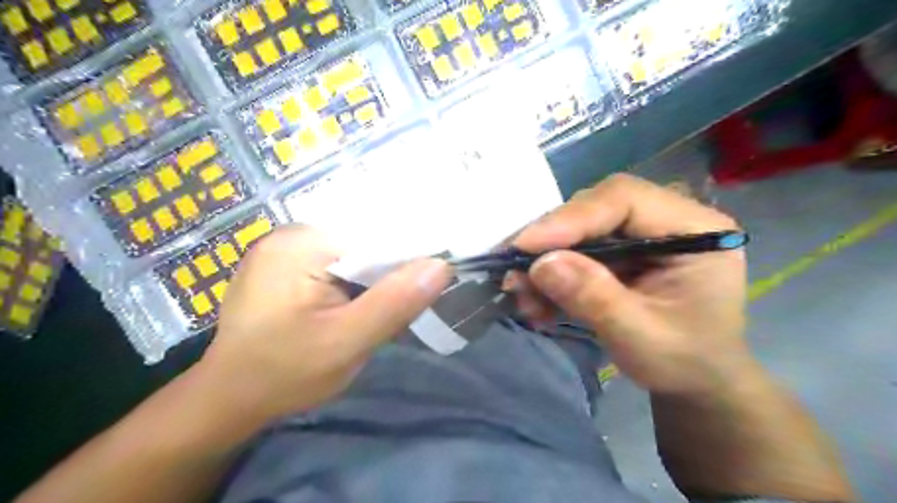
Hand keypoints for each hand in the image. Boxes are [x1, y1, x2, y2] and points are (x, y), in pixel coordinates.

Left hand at [193, 226, 452, 421]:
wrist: (229, 398)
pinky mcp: (288, 263)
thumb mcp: (346, 343)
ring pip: (354, 253)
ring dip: (374, 278)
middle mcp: (293, 232)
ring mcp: (288, 247)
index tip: (430, 281)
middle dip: (389, 271)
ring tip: (383, 305)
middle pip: (365, 241)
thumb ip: (394, 303)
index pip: (376, 234)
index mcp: (303, 242)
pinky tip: (358, 303)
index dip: (409, 257)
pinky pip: (338, 262)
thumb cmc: (283, 373)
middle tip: (406, 303)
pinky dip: (356, 281)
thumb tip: (442, 265)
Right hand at [507, 174, 750, 398]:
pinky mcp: (620, 248)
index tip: (525, 247)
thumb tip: (541, 264)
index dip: (570, 218)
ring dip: (544, 260)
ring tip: (522, 294)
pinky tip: (537, 301)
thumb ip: (595, 298)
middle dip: (550, 240)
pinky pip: (575, 248)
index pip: (624, 199)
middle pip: (594, 208)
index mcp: (693, 229)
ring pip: (578, 227)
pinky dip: (551, 273)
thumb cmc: (685, 362)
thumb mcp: (642, 338)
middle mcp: (666, 218)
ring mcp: (640, 232)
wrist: (695, 378)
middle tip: (513, 271)